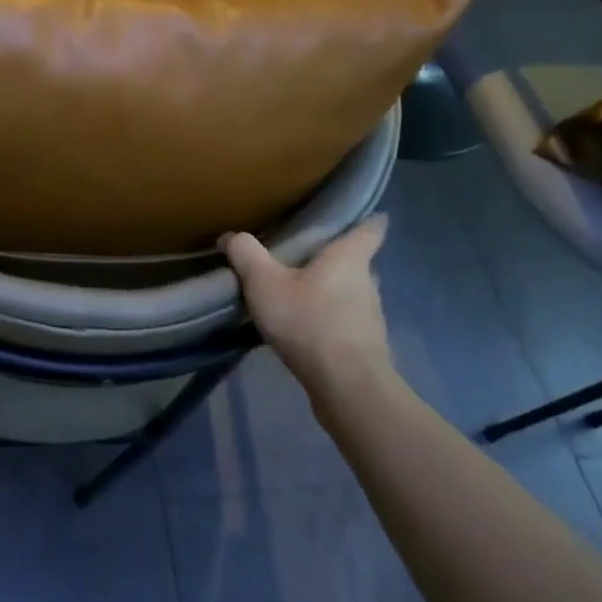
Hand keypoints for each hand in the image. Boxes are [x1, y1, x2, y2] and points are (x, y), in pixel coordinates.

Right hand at [223, 217, 393, 390]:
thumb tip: (231, 236)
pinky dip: (328, 322)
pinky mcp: (365, 347)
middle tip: (302, 257)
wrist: (346, 387)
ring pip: (350, 294)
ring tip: (298, 295)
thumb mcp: (264, 282)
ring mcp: (370, 317)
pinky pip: (345, 324)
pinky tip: (303, 331)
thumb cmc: (309, 321)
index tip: (355, 214)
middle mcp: (367, 282)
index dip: (365, 219)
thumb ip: (246, 254)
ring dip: (329, 293)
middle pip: (356, 262)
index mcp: (349, 258)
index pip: (371, 228)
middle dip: (333, 260)